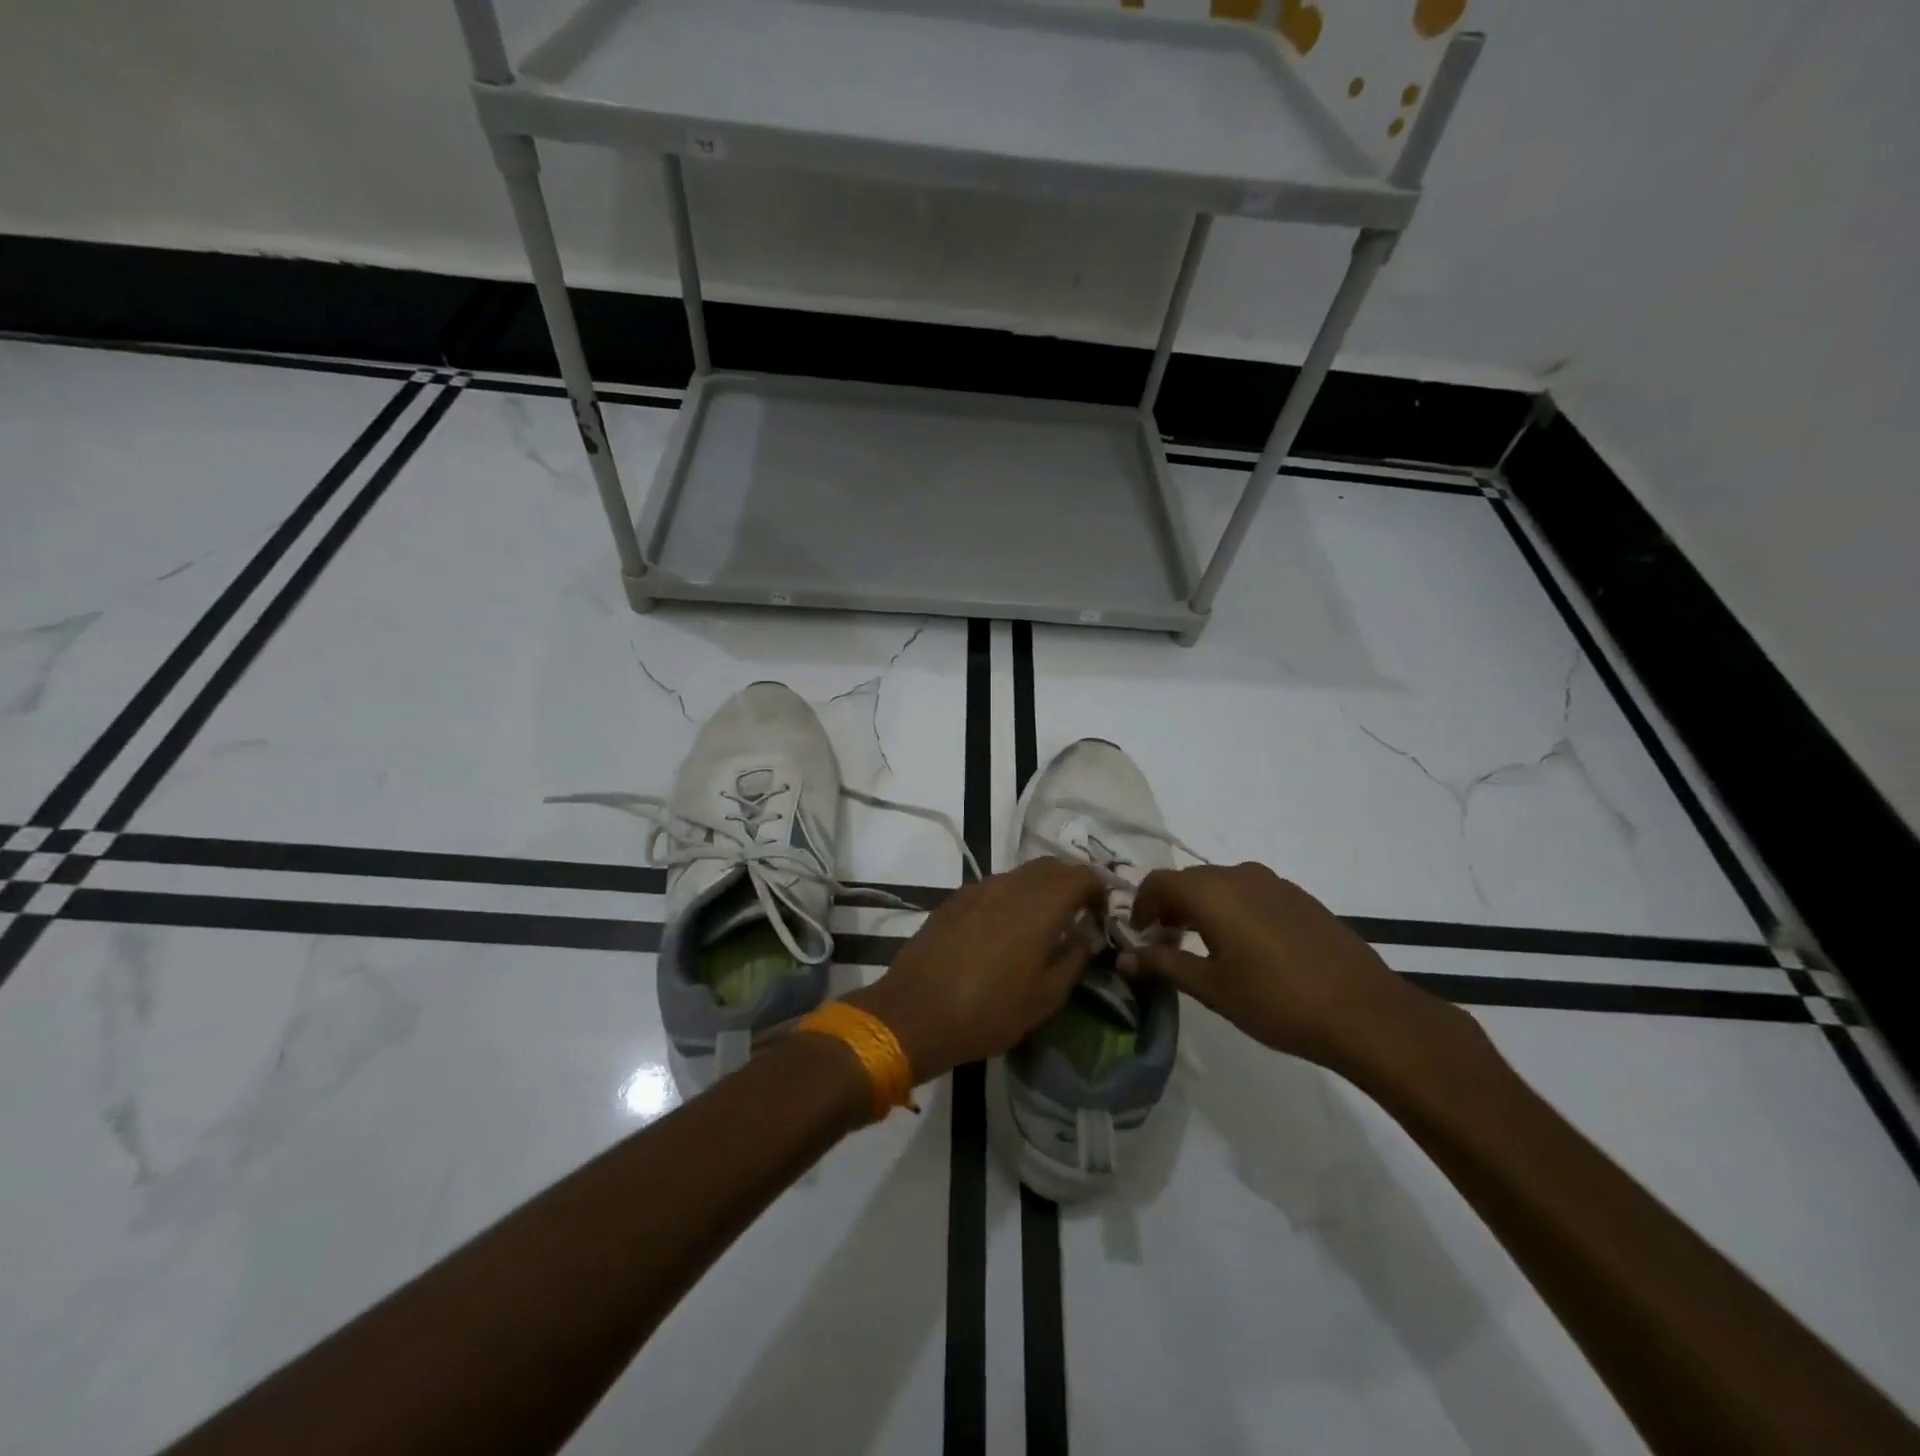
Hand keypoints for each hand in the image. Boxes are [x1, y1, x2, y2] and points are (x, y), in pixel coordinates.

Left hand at [845, 859, 1105, 1083]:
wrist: (914, 1013)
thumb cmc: (988, 1012)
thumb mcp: (1045, 997)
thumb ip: (1074, 957)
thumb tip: (1087, 933)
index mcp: (1039, 905)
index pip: (1081, 875)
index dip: (1099, 889)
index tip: (1103, 914)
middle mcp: (1010, 885)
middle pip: (1051, 866)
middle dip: (1071, 882)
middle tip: (1080, 913)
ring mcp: (978, 888)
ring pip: (1021, 874)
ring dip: (1041, 888)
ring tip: (1046, 921)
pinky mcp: (955, 899)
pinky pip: (995, 886)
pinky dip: (1013, 896)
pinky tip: (1008, 927)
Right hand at [1123, 862, 1472, 1081]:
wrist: (1364, 1012)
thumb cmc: (1276, 1001)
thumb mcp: (1211, 988)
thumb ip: (1163, 964)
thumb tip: (1124, 956)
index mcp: (1211, 892)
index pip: (1157, 882)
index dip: (1140, 906)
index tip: (1138, 937)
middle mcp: (1238, 875)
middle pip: (1188, 881)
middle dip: (1169, 908)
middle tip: (1166, 946)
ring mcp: (1273, 883)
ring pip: (1220, 885)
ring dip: (1200, 908)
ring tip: (1203, 948)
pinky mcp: (1298, 897)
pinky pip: (1249, 892)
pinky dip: (1231, 910)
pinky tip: (1245, 947)